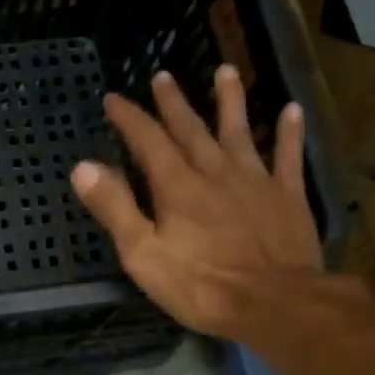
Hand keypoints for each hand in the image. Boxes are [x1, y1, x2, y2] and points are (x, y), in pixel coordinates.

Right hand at [70, 65, 323, 343]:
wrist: (276, 304)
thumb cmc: (202, 285)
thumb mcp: (143, 254)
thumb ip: (115, 208)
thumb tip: (83, 166)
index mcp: (177, 186)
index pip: (147, 140)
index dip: (129, 118)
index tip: (114, 98)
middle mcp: (215, 172)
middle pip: (191, 128)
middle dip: (173, 102)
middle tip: (163, 76)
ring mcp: (256, 181)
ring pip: (239, 131)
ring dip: (230, 100)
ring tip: (225, 70)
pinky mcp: (288, 197)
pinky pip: (288, 156)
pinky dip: (289, 133)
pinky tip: (291, 111)